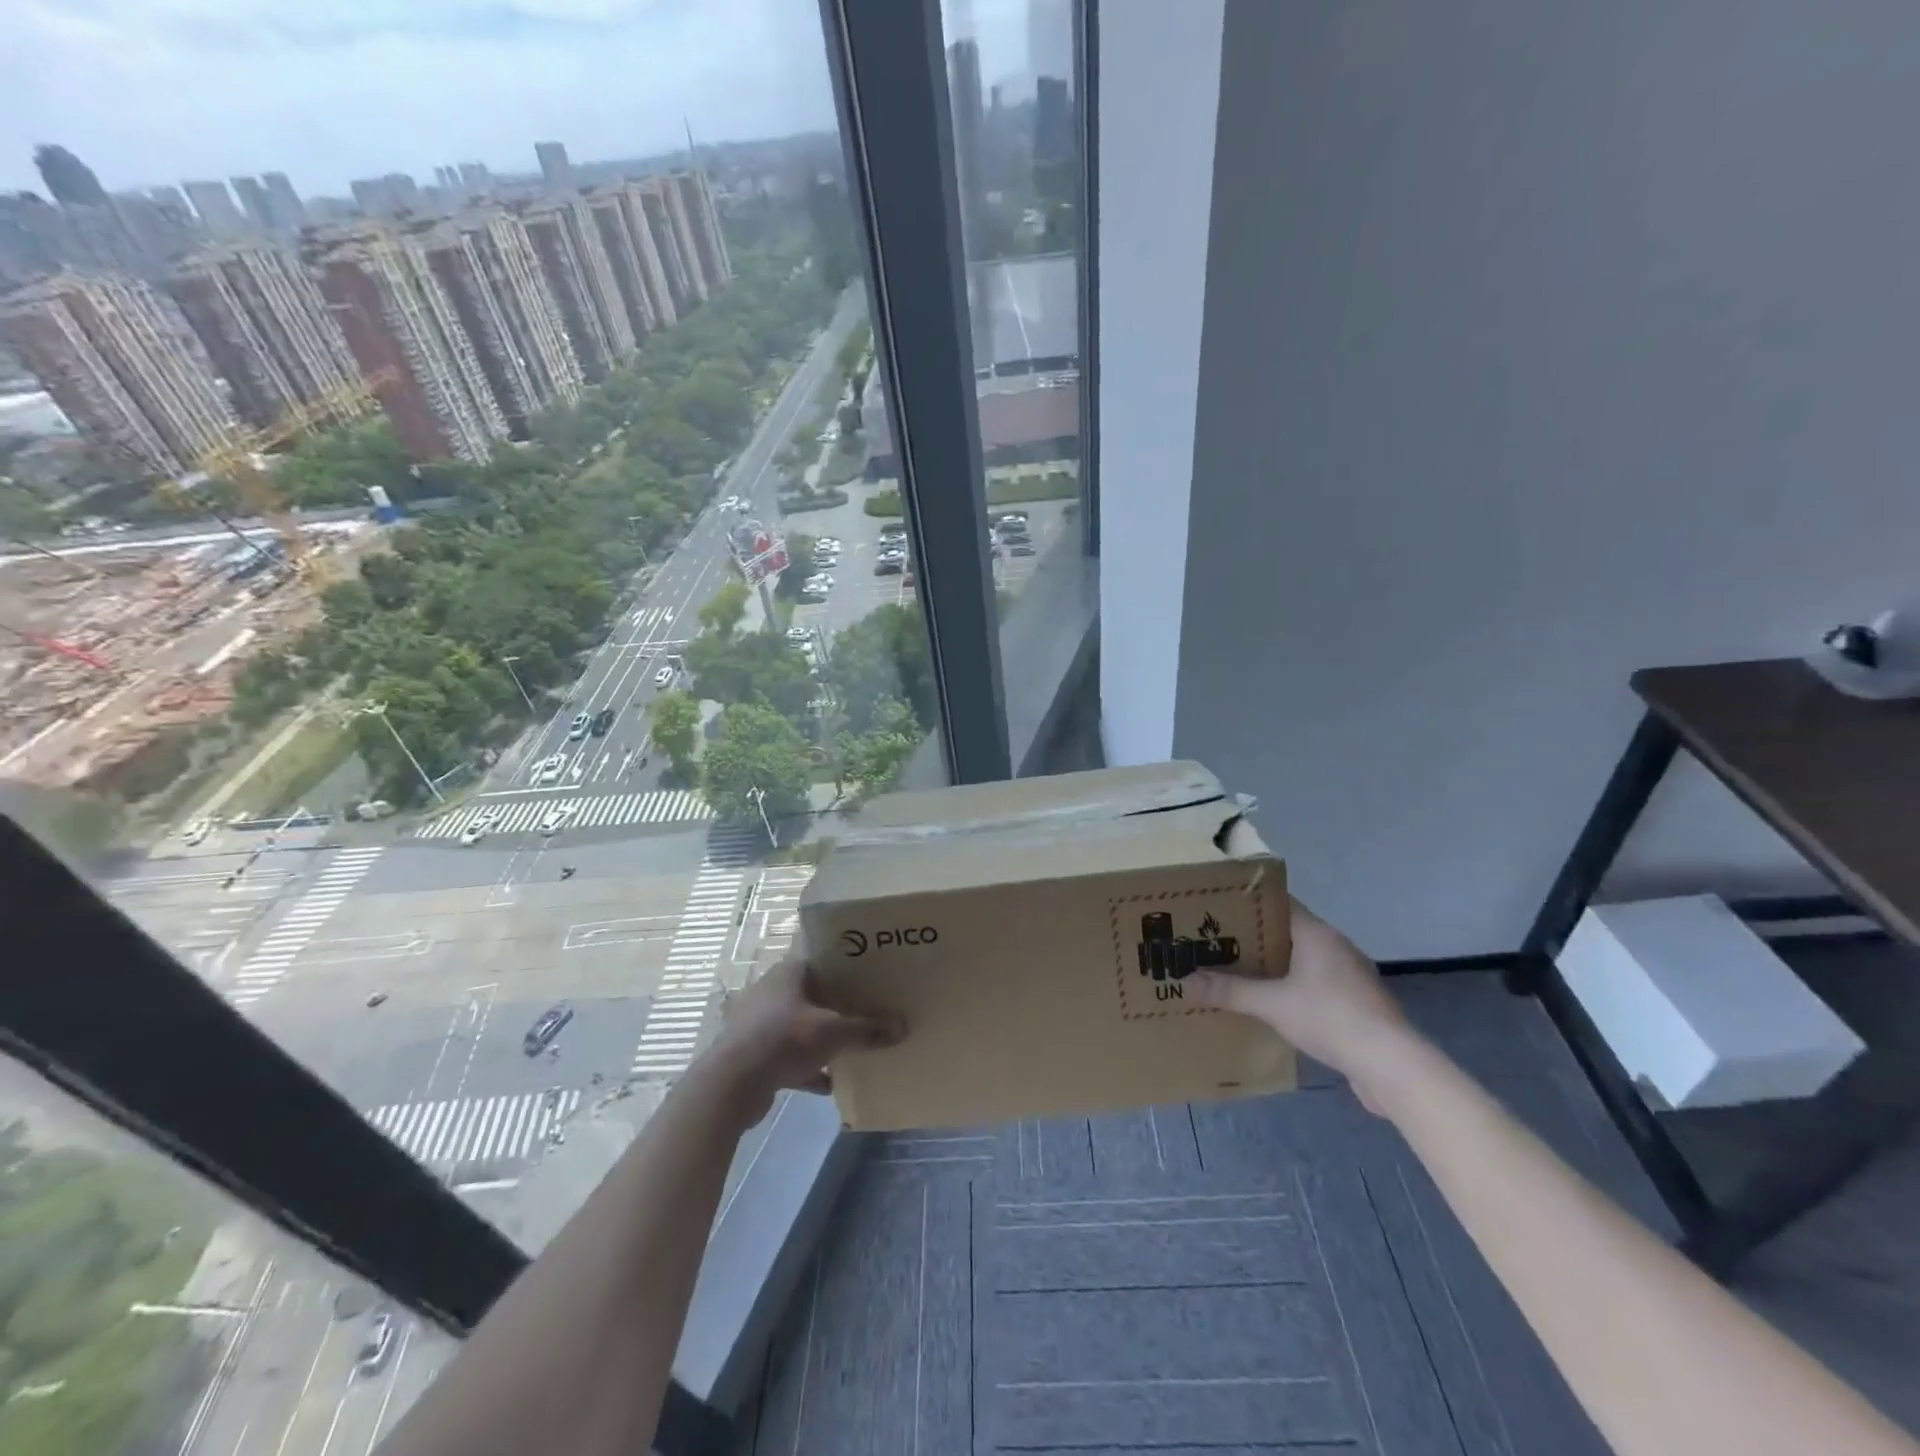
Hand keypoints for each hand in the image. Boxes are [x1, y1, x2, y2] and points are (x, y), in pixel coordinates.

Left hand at [698, 958, 904, 1127]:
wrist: (731, 1084)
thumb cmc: (784, 1040)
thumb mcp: (833, 1032)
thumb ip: (868, 1029)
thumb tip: (903, 1026)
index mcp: (788, 973)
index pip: (821, 961)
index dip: (846, 969)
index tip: (870, 979)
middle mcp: (771, 992)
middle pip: (812, 995)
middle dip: (836, 1006)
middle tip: (866, 1012)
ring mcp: (759, 1024)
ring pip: (799, 1026)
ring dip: (821, 1039)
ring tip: (850, 1048)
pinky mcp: (753, 1054)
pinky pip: (788, 1056)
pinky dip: (807, 1068)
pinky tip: (828, 1084)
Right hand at [1187, 898, 1414, 1111]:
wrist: (1392, 1066)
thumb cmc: (1330, 1018)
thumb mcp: (1272, 1004)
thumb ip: (1229, 991)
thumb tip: (1185, 981)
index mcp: (1316, 933)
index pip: (1278, 903)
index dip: (1246, 903)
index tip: (1215, 908)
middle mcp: (1334, 946)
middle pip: (1286, 931)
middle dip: (1252, 938)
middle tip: (1214, 942)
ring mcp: (1349, 975)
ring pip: (1300, 960)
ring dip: (1272, 966)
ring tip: (1235, 972)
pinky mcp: (1355, 1003)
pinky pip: (1314, 984)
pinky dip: (1290, 988)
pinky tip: (1270, 1005)